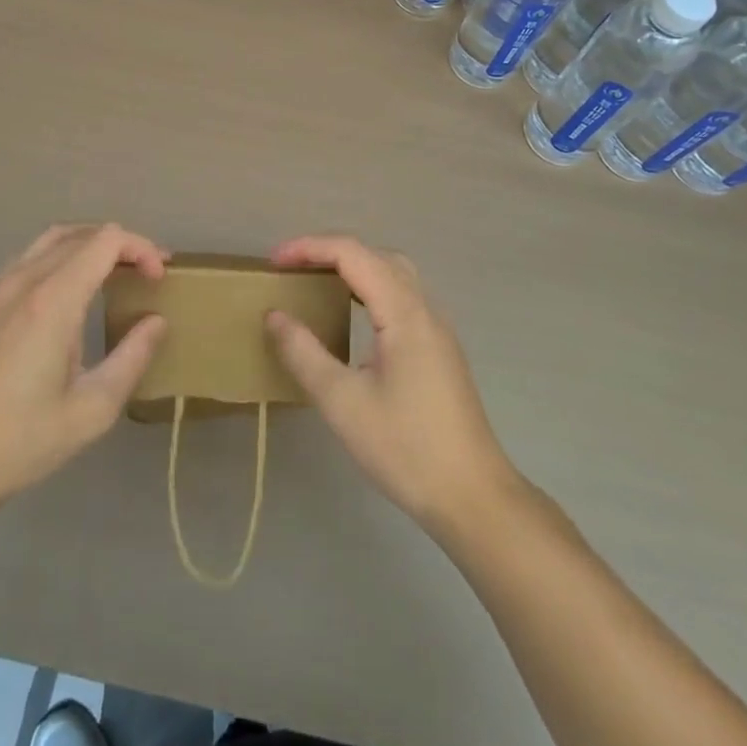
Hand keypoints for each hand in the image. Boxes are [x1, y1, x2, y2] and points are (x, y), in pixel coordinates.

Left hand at [0, 224, 166, 526]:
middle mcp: (25, 281)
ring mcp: (0, 291)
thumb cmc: (21, 441)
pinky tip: (74, 291)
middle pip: (82, 234)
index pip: (106, 241)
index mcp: (54, 299)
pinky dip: (63, 256)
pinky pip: (31, 258)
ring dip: (90, 245)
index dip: (141, 248)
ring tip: (117, 272)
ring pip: (53, 239)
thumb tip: (157, 321)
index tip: (160, 278)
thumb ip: (132, 358)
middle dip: (122, 245)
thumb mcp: (92, 409)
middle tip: (148, 273)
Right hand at [266, 236, 520, 536]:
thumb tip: (274, 314)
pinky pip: (402, 296)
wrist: (473, 497)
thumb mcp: (343, 403)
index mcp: (404, 312)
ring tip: (316, 283)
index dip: (310, 248)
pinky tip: (352, 315)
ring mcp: (437, 328)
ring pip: (393, 273)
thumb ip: (304, 354)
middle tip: (291, 269)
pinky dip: (370, 288)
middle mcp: (424, 308)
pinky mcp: (440, 348)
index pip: (353, 254)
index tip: (273, 261)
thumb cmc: (406, 448)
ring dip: (353, 267)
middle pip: (375, 255)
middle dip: (329, 251)